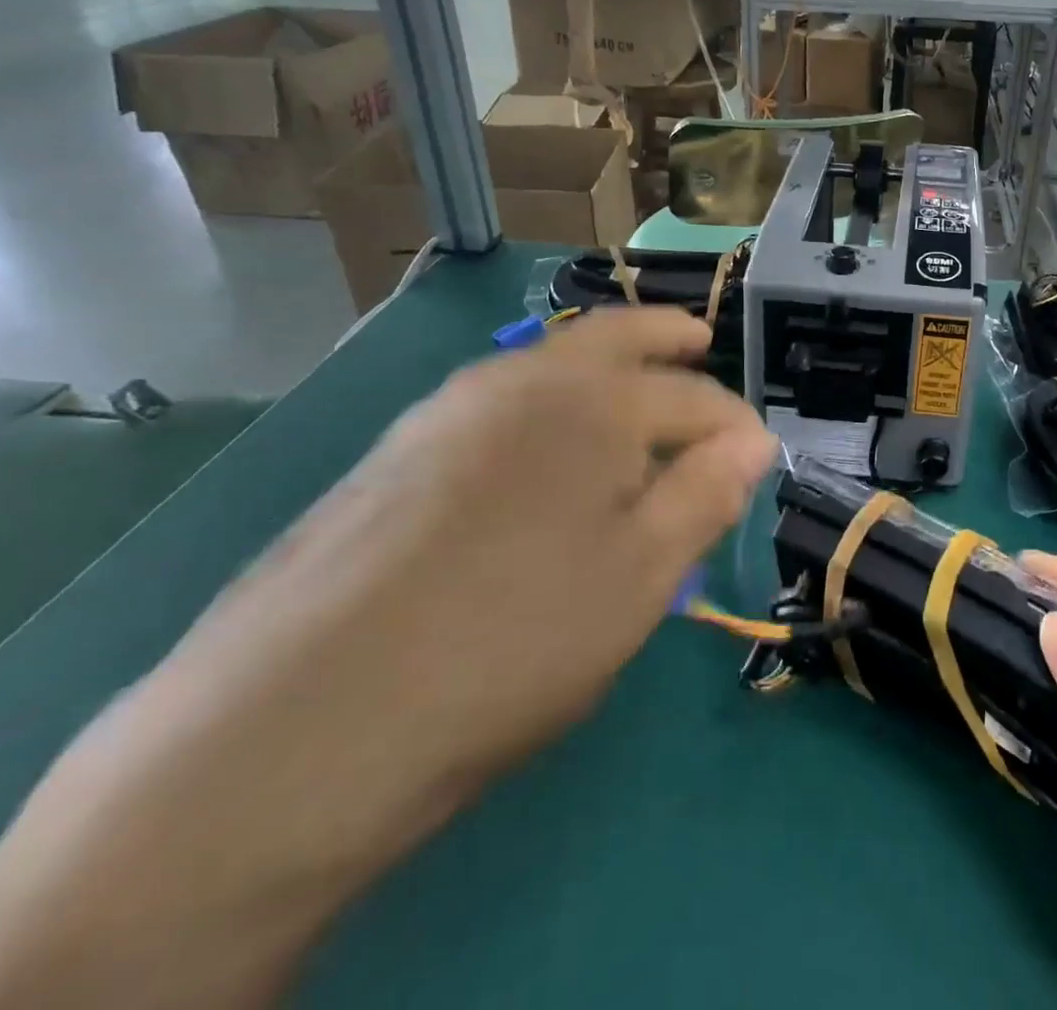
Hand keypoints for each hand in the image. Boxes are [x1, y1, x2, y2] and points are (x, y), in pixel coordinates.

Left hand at [176, 305, 779, 784]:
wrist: (299, 722)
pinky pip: (499, 399)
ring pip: (550, 362)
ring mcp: (450, 406)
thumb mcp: (639, 579)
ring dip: (603, 366)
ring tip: (631, 400)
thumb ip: (704, 496)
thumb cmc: (511, 642)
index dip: (735, 427)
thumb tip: (752, 442)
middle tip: (700, 341)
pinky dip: (546, 400)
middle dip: (667, 334)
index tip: (757, 459)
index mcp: (594, 403)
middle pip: (616, 335)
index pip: (694, 397)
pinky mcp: (399, 447)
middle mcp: (522, 379)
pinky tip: (544, 450)